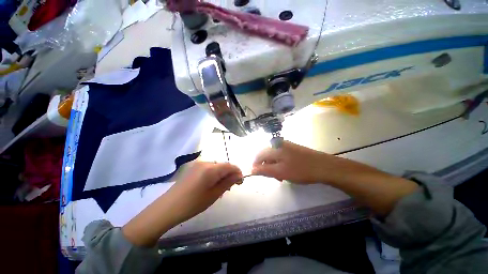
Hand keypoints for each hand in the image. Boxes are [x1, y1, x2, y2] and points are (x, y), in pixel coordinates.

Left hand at [123, 161, 241, 246]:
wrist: (170, 207)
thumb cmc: (193, 203)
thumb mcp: (213, 195)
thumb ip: (227, 183)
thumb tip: (238, 175)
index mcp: (210, 168)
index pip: (230, 165)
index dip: (238, 173)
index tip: (240, 184)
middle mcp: (203, 163)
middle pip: (222, 165)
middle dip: (229, 175)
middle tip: (229, 190)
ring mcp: (195, 166)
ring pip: (214, 168)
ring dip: (220, 176)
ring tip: (219, 191)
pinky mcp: (190, 170)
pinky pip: (206, 170)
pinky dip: (212, 177)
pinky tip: (209, 188)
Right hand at [252, 141, 330, 183]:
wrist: (323, 166)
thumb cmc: (301, 170)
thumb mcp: (280, 172)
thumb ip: (264, 170)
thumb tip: (251, 170)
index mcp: (275, 147)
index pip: (258, 155)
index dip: (256, 167)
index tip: (260, 177)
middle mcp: (280, 144)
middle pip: (266, 155)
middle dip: (266, 167)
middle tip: (273, 178)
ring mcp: (289, 146)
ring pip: (275, 157)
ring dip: (274, 167)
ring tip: (281, 177)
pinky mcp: (295, 150)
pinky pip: (283, 157)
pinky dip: (282, 165)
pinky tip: (288, 173)